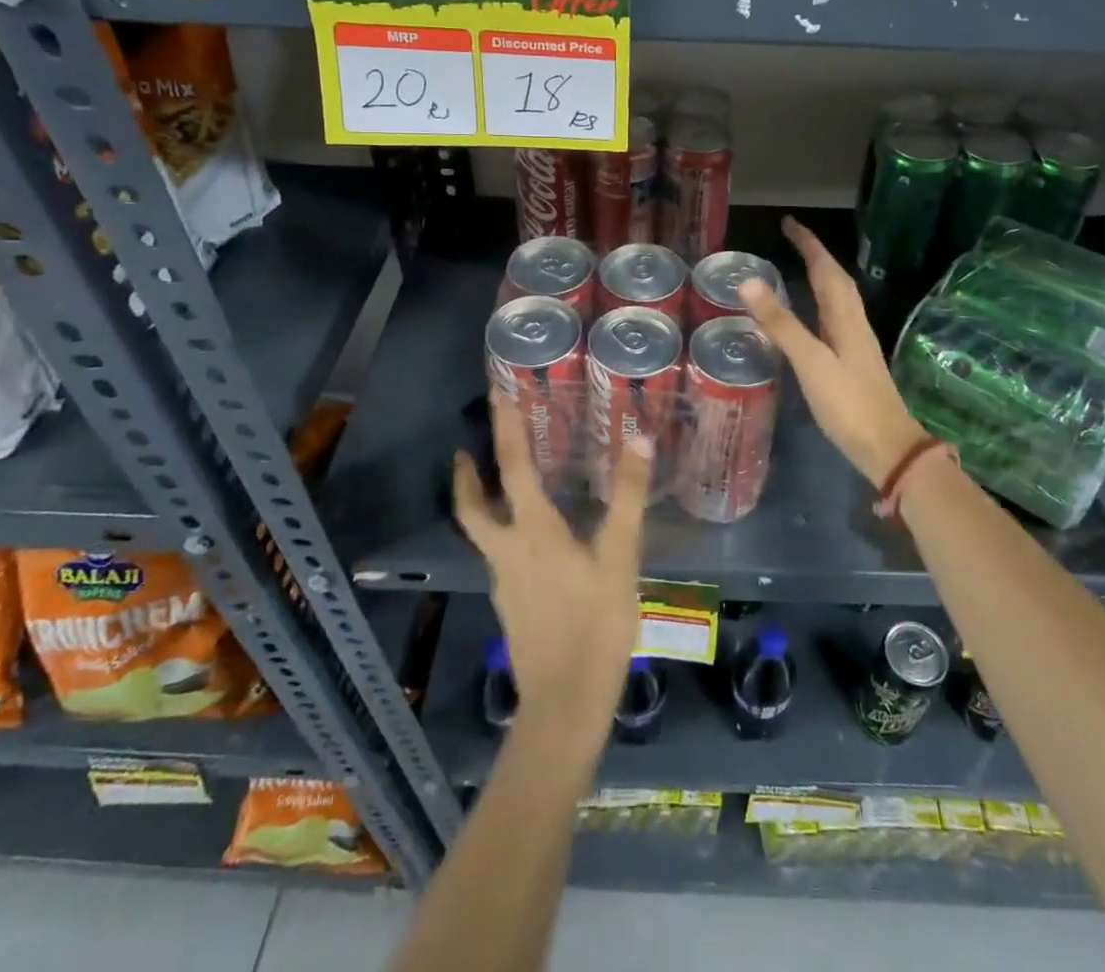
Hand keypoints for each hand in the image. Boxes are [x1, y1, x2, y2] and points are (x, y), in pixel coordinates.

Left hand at [452, 390, 649, 752]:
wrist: (564, 708)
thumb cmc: (595, 627)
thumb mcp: (620, 560)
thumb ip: (627, 499)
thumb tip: (637, 438)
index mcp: (533, 532)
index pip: (512, 467)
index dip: (505, 428)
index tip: (496, 395)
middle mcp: (508, 551)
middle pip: (473, 506)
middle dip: (467, 474)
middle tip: (467, 447)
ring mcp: (505, 581)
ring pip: (483, 531)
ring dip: (482, 501)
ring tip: (498, 484)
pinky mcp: (512, 605)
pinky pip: (500, 555)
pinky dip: (503, 532)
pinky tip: (531, 542)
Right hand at [739, 216, 927, 489]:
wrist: (887, 447)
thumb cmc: (848, 404)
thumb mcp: (810, 362)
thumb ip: (781, 324)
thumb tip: (749, 283)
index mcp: (845, 318)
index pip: (825, 269)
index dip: (808, 244)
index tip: (789, 224)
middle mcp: (854, 323)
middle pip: (836, 279)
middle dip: (815, 255)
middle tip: (791, 239)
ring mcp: (856, 343)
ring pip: (838, 298)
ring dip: (821, 276)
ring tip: (799, 265)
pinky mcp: (853, 361)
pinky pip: (835, 318)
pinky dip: (821, 303)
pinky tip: (812, 315)